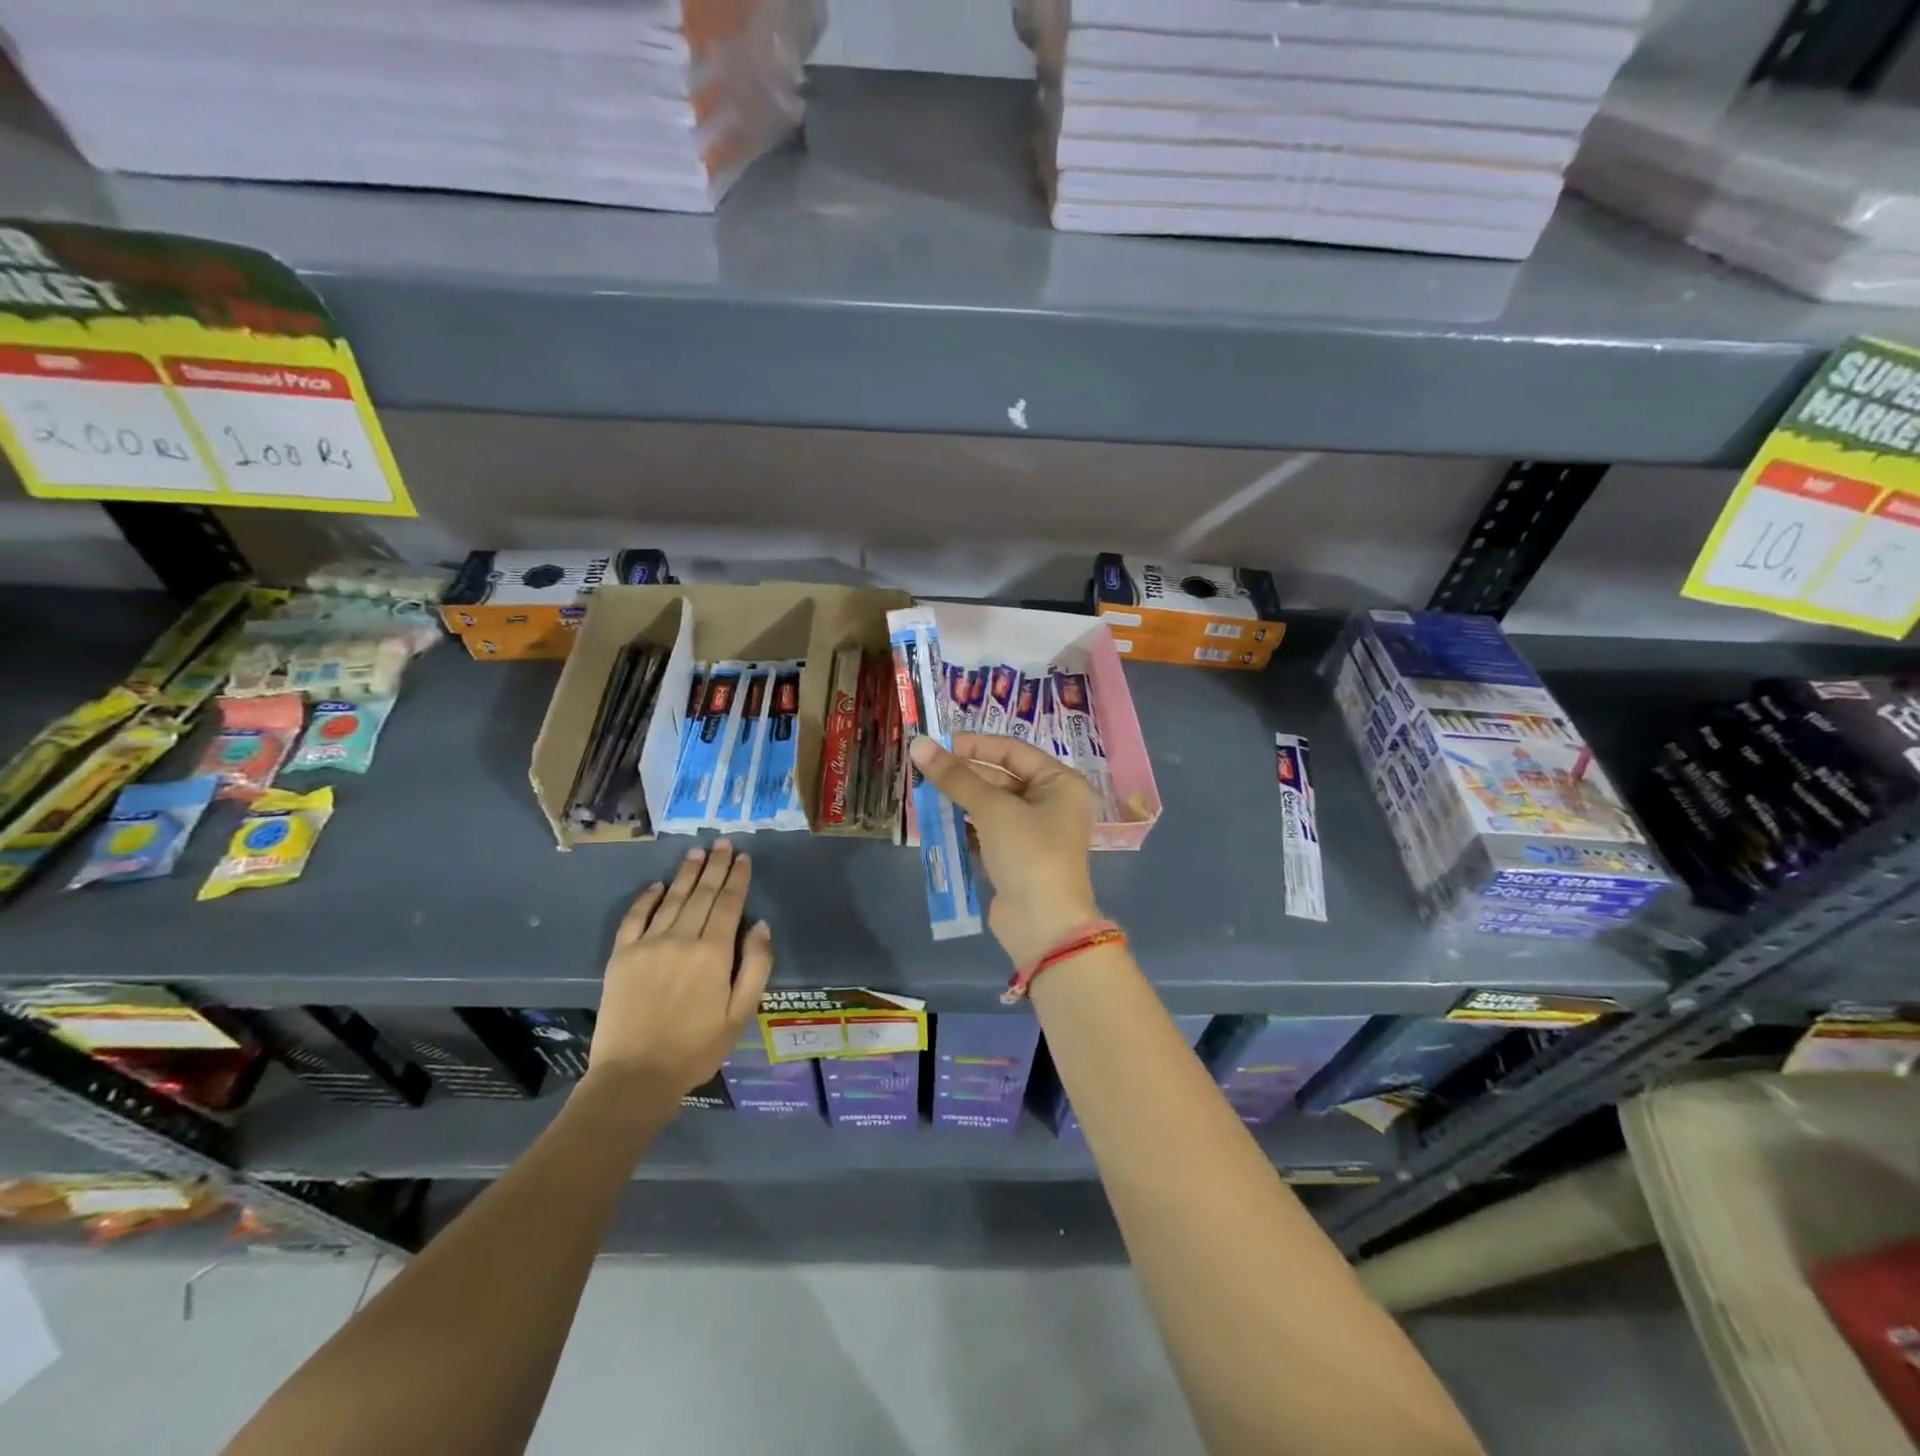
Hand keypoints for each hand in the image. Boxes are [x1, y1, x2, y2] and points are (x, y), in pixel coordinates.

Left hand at [588, 840, 774, 1099]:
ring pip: (672, 899)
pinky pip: (636, 917)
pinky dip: (648, 898)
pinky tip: (658, 885)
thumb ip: (756, 966)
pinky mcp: (622, 956)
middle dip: (716, 866)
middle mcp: (681, 938)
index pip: (729, 903)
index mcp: (714, 952)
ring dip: (687, 874)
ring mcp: (648, 944)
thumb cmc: (696, 1048)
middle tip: (723, 843)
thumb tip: (761, 926)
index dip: (738, 878)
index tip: (743, 857)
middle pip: (703, 893)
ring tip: (698, 853)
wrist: (634, 1077)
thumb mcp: (740, 1014)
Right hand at [908, 732, 1099, 965]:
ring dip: (959, 800)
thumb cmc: (1028, 853)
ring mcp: (1032, 833)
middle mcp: (1050, 803)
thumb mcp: (992, 809)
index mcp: (1059, 782)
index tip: (937, 743)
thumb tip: (919, 744)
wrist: (1044, 925)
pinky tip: (935, 821)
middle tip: (923, 770)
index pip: (1012, 750)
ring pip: (990, 806)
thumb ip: (955, 777)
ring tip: (923, 793)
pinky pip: (985, 832)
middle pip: (1000, 778)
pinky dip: (963, 826)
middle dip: (962, 775)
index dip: (974, 745)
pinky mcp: (1014, 858)